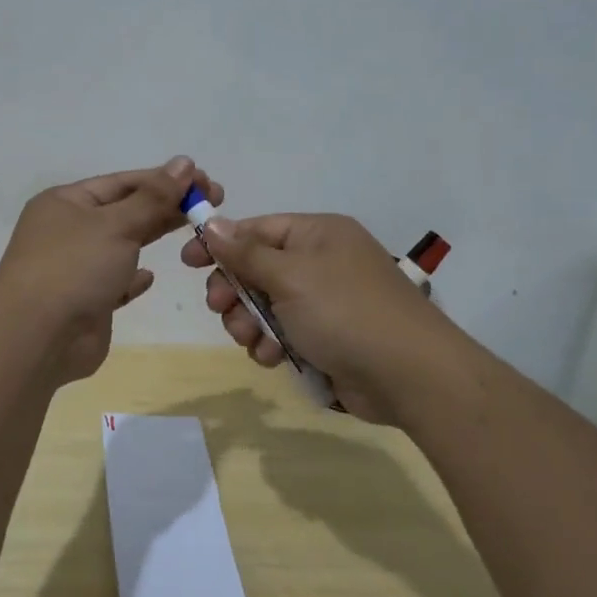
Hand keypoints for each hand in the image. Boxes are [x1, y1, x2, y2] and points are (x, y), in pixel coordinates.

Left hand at [0, 157, 223, 382]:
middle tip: (212, 204)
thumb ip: (153, 197)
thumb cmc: (74, 268)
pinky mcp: (87, 302)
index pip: (122, 182)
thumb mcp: (116, 224)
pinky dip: (133, 277)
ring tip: (194, 232)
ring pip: (122, 245)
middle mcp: (68, 231)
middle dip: (166, 206)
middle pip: (125, 211)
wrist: (37, 339)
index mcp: (66, 202)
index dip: (164, 179)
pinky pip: (115, 283)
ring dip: (152, 237)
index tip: (205, 181)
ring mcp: (76, 268)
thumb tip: (184, 162)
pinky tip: (151, 276)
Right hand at [180, 212, 457, 421]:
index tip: (187, 261)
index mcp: (317, 235)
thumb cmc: (345, 312)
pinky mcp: (327, 338)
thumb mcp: (290, 276)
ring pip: (266, 306)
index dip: (220, 243)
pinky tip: (275, 359)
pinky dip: (273, 345)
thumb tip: (212, 221)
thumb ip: (246, 252)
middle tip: (221, 309)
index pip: (257, 229)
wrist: (409, 375)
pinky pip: (284, 333)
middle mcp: (321, 263)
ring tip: (255, 342)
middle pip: (257, 269)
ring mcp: (325, 302)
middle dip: (235, 292)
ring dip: (251, 324)